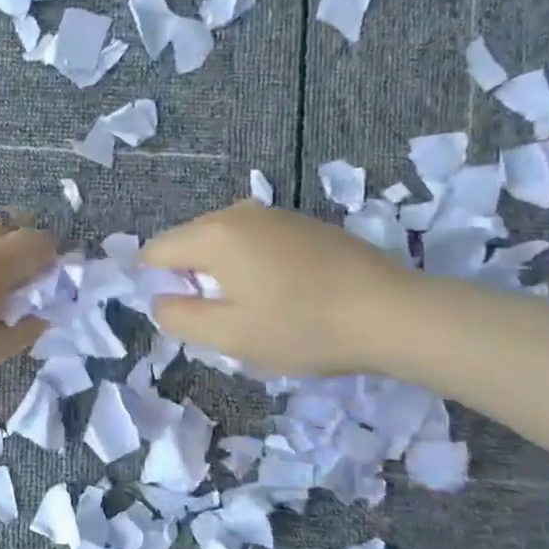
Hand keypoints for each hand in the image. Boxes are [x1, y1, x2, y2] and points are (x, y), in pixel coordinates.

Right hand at [140, 203, 413, 375]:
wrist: (393, 313)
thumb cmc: (302, 327)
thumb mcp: (229, 335)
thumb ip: (179, 317)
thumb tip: (160, 300)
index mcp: (213, 235)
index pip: (156, 252)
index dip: (155, 285)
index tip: (184, 317)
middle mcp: (238, 213)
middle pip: (188, 243)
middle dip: (190, 279)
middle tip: (220, 320)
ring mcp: (274, 214)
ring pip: (223, 242)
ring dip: (222, 274)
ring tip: (253, 310)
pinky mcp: (303, 224)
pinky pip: (254, 241)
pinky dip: (251, 266)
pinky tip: (282, 295)